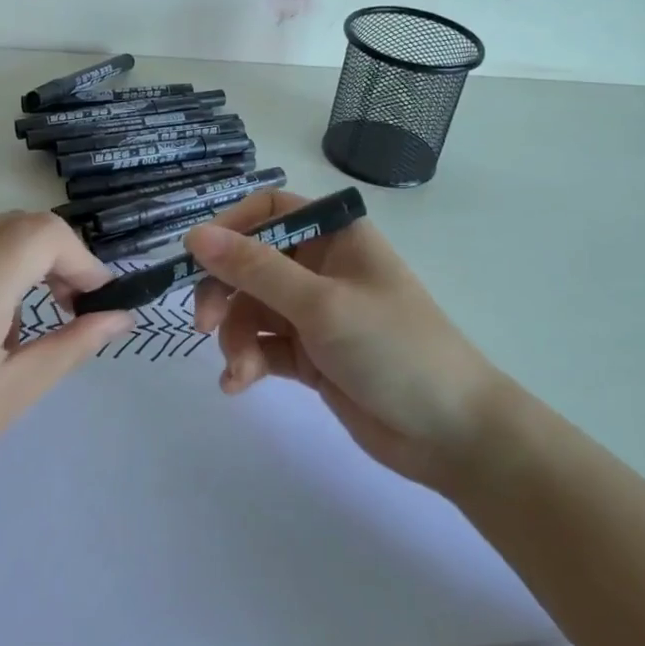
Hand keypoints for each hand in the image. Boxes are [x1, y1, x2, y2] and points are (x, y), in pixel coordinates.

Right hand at [185, 190, 512, 496]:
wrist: (450, 434)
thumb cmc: (392, 349)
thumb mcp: (320, 304)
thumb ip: (255, 269)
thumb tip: (194, 235)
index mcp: (335, 236)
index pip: (270, 211)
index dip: (230, 229)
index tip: (197, 258)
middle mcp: (322, 267)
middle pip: (251, 263)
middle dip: (225, 292)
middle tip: (204, 322)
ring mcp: (315, 313)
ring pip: (252, 309)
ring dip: (236, 336)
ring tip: (239, 369)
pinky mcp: (310, 355)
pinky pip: (263, 346)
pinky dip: (247, 361)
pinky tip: (239, 384)